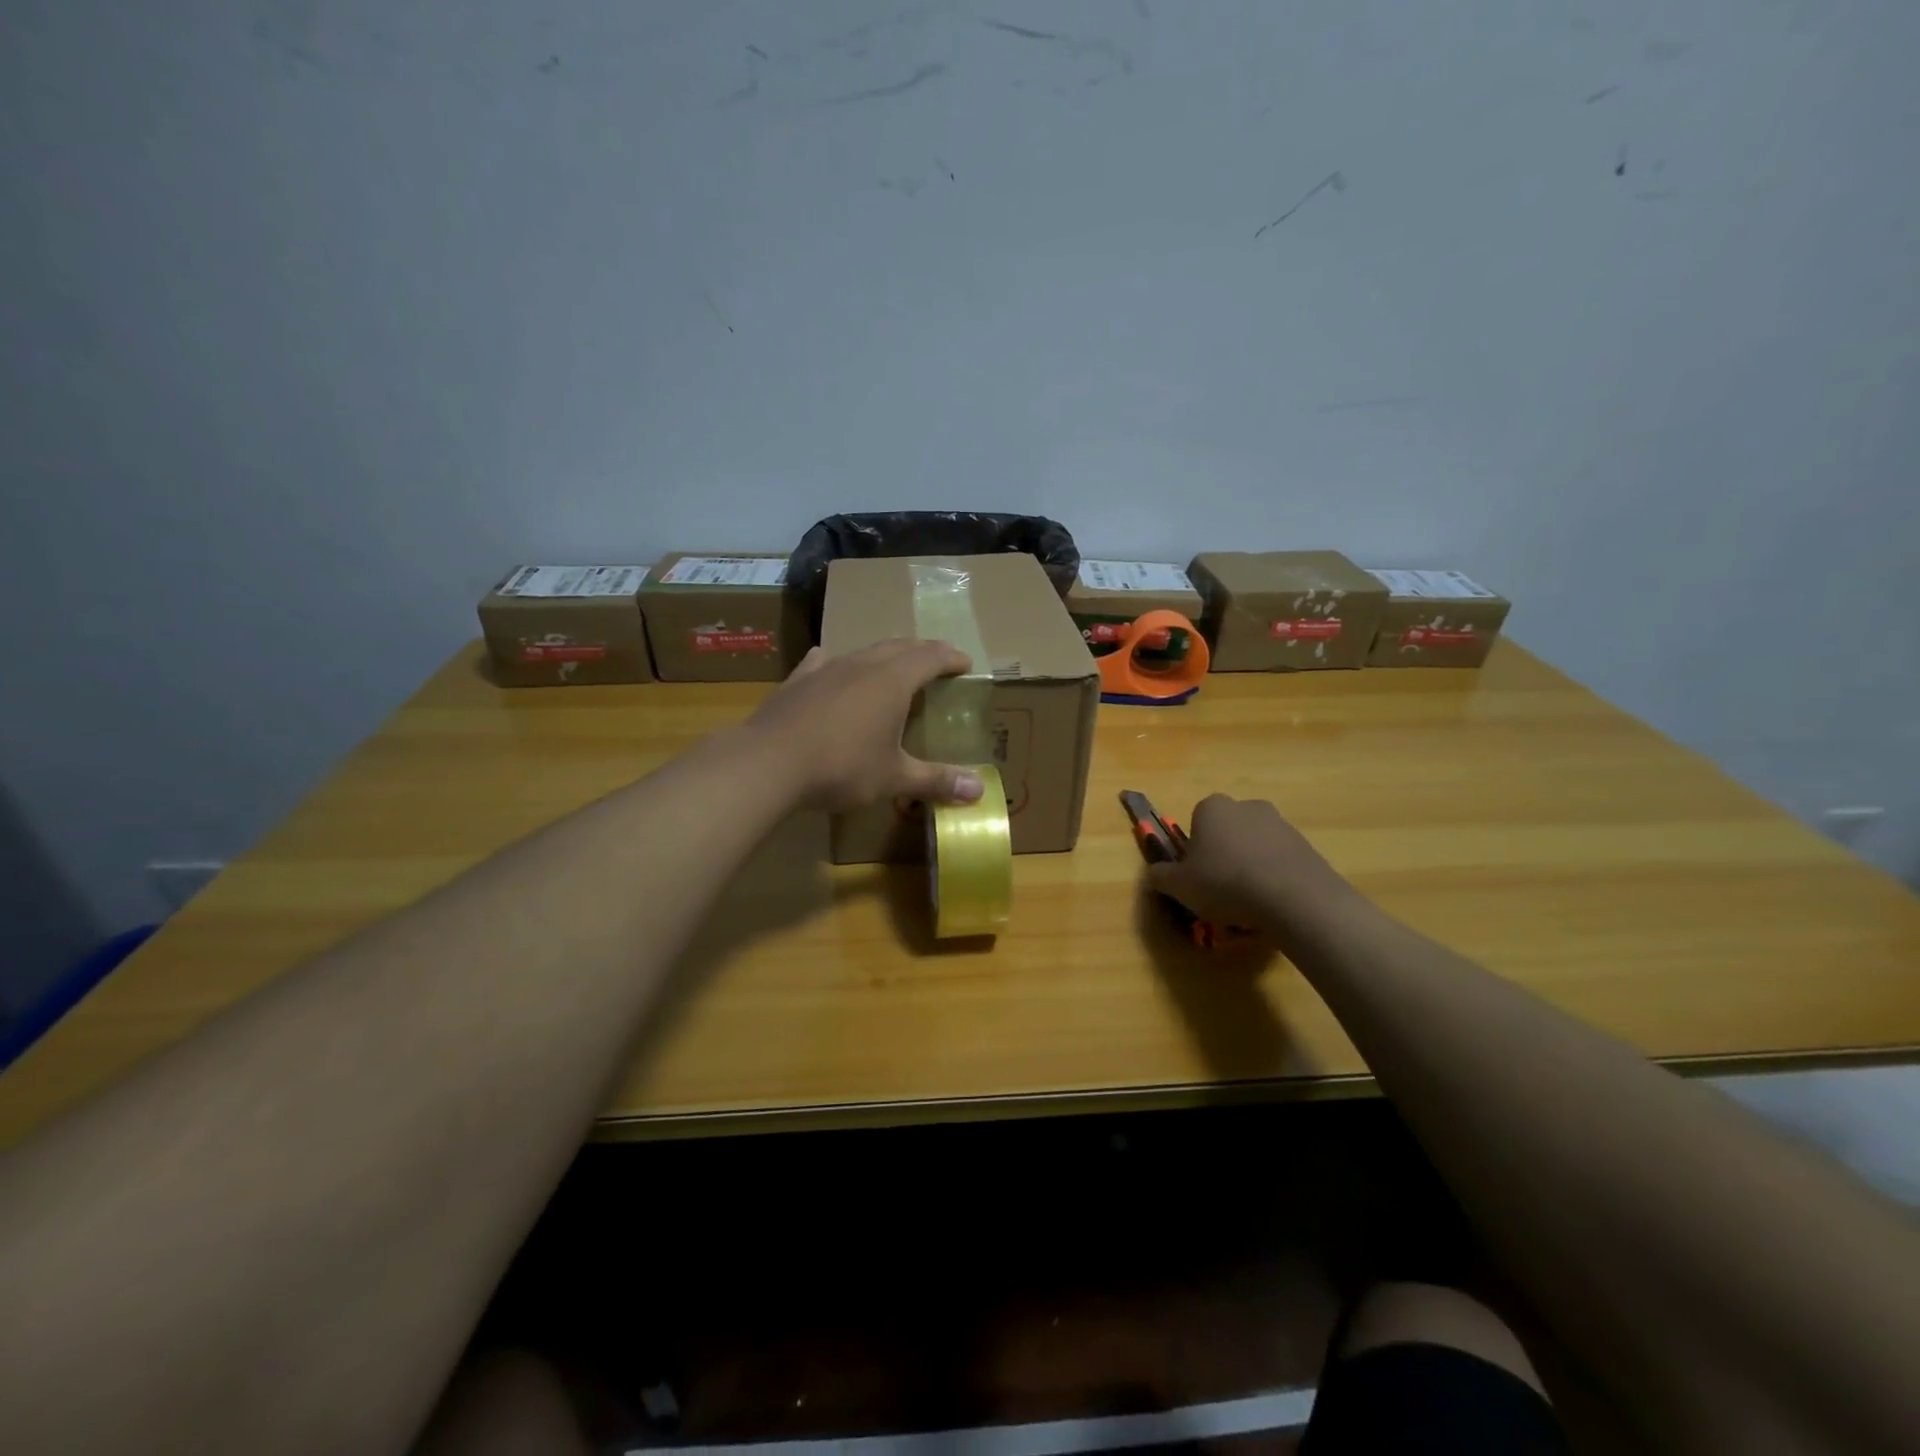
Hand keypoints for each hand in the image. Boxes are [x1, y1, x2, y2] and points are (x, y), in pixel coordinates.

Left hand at [745, 640, 986, 811]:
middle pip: (900, 646)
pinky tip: (829, 664)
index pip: (931, 656)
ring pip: (864, 651)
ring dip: (884, 655)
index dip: (951, 657)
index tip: (966, 662)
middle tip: (936, 661)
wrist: (769, 762)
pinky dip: (837, 663)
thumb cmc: (842, 767)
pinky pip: (823, 662)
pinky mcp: (798, 680)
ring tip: (892, 667)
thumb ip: (936, 780)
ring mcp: (827, 668)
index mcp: (893, 680)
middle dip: (922, 651)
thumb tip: (979, 790)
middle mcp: (863, 664)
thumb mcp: (894, 778)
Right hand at [1148, 795, 1353, 938]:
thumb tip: (1154, 874)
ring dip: (1250, 865)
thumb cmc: (1225, 882)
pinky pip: (1280, 860)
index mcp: (1212, 807)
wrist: (1293, 898)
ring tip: (1249, 901)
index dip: (1195, 850)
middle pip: (1228, 831)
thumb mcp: (1179, 886)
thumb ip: (1160, 876)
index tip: (1197, 875)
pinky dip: (1274, 876)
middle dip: (1224, 854)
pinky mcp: (1306, 845)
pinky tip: (1272, 903)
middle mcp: (1246, 806)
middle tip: (1220, 888)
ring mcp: (1280, 824)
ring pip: (1255, 845)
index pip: (1196, 822)